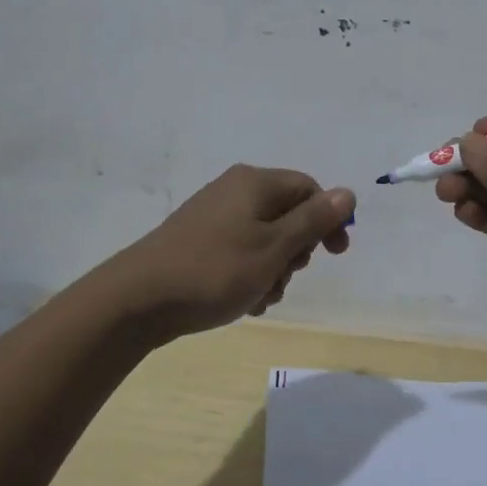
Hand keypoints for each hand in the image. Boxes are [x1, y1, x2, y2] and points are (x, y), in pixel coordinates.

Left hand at [115, 165, 354, 342]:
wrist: (138, 298)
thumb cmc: (215, 270)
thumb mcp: (274, 247)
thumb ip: (314, 220)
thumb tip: (347, 194)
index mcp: (255, 183)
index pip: (309, 189)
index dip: (328, 220)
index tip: (335, 256)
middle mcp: (235, 191)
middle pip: (287, 215)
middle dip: (296, 252)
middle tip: (285, 277)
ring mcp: (213, 215)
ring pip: (265, 239)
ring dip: (273, 270)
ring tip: (260, 298)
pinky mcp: (198, 240)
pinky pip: (239, 251)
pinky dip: (249, 274)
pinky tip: (243, 302)